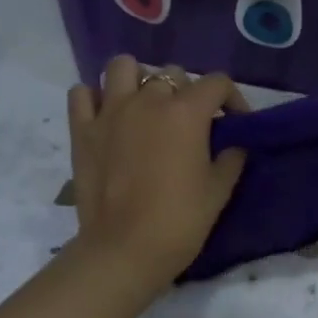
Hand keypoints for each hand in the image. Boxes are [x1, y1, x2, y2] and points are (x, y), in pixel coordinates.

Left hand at [67, 57, 248, 291]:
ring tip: (146, 106)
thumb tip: (234, 145)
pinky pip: (82, 94)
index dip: (233, 99)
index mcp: (185, 112)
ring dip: (138, 80)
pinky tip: (108, 117)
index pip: (217, 83)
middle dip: (187, 93)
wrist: (125, 250)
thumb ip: (230, 159)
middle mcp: (147, 100)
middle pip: (172, 75)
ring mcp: (109, 112)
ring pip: (122, 67)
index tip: (236, 122)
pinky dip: (95, 98)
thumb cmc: (180, 221)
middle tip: (191, 124)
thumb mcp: (219, 191)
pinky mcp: (81, 130)